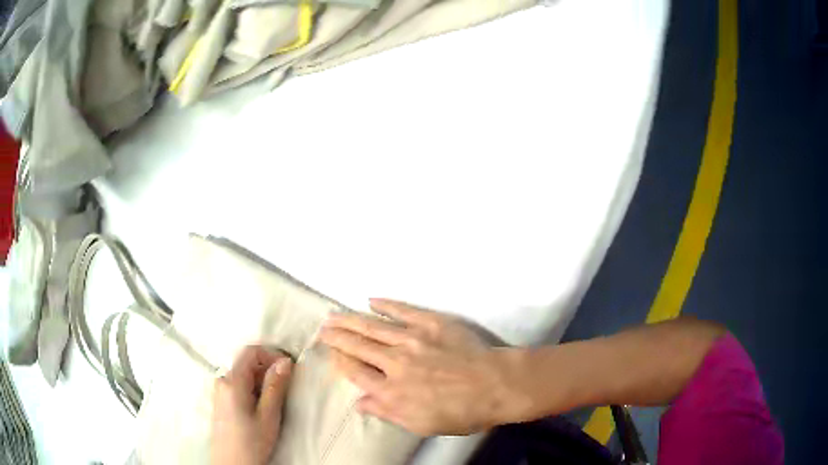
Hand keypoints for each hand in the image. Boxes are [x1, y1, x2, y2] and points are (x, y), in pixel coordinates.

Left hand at [211, 346, 292, 464]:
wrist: (232, 464)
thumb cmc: (251, 442)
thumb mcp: (268, 416)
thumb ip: (275, 386)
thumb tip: (285, 361)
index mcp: (232, 381)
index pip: (250, 352)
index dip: (271, 354)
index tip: (289, 367)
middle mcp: (222, 381)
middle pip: (247, 364)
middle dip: (268, 372)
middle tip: (285, 390)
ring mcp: (219, 392)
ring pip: (244, 376)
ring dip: (262, 383)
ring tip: (274, 404)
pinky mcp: (221, 402)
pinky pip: (238, 387)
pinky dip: (253, 391)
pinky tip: (261, 410)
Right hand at [319, 298, 516, 435]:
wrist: (496, 385)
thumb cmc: (461, 412)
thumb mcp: (422, 424)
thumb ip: (387, 412)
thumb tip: (359, 402)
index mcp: (392, 390)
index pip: (356, 372)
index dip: (340, 361)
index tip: (330, 353)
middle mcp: (395, 362)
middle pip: (358, 346)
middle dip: (337, 337)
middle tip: (323, 328)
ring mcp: (413, 339)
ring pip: (373, 327)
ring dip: (351, 320)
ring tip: (334, 314)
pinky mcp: (431, 323)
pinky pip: (403, 310)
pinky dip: (386, 305)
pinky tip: (372, 300)